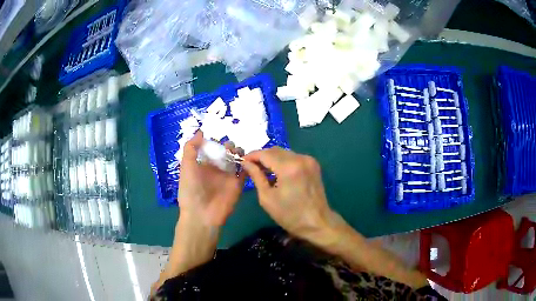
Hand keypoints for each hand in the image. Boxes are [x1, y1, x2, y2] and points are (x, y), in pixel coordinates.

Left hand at [178, 131, 244, 226]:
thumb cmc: (191, 189)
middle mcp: (216, 169)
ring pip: (237, 160)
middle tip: (229, 148)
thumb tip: (201, 132)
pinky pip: (245, 171)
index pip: (212, 149)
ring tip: (237, 152)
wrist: (201, 214)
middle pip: (226, 152)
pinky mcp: (238, 184)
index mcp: (203, 164)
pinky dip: (248, 164)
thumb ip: (191, 148)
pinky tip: (247, 158)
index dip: (215, 141)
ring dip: (239, 153)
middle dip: (229, 146)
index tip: (219, 134)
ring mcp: (228, 176)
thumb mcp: (186, 166)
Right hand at [241, 147, 333, 239]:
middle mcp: (300, 158)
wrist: (317, 222)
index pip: (265, 153)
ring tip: (262, 170)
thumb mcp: (267, 198)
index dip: (251, 156)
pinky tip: (277, 173)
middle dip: (261, 157)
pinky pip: (293, 157)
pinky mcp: (313, 164)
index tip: (242, 161)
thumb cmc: (290, 215)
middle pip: (275, 150)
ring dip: (272, 158)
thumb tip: (245, 163)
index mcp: (289, 167)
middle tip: (250, 167)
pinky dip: (283, 162)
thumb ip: (256, 176)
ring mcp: (309, 160)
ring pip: (284, 153)